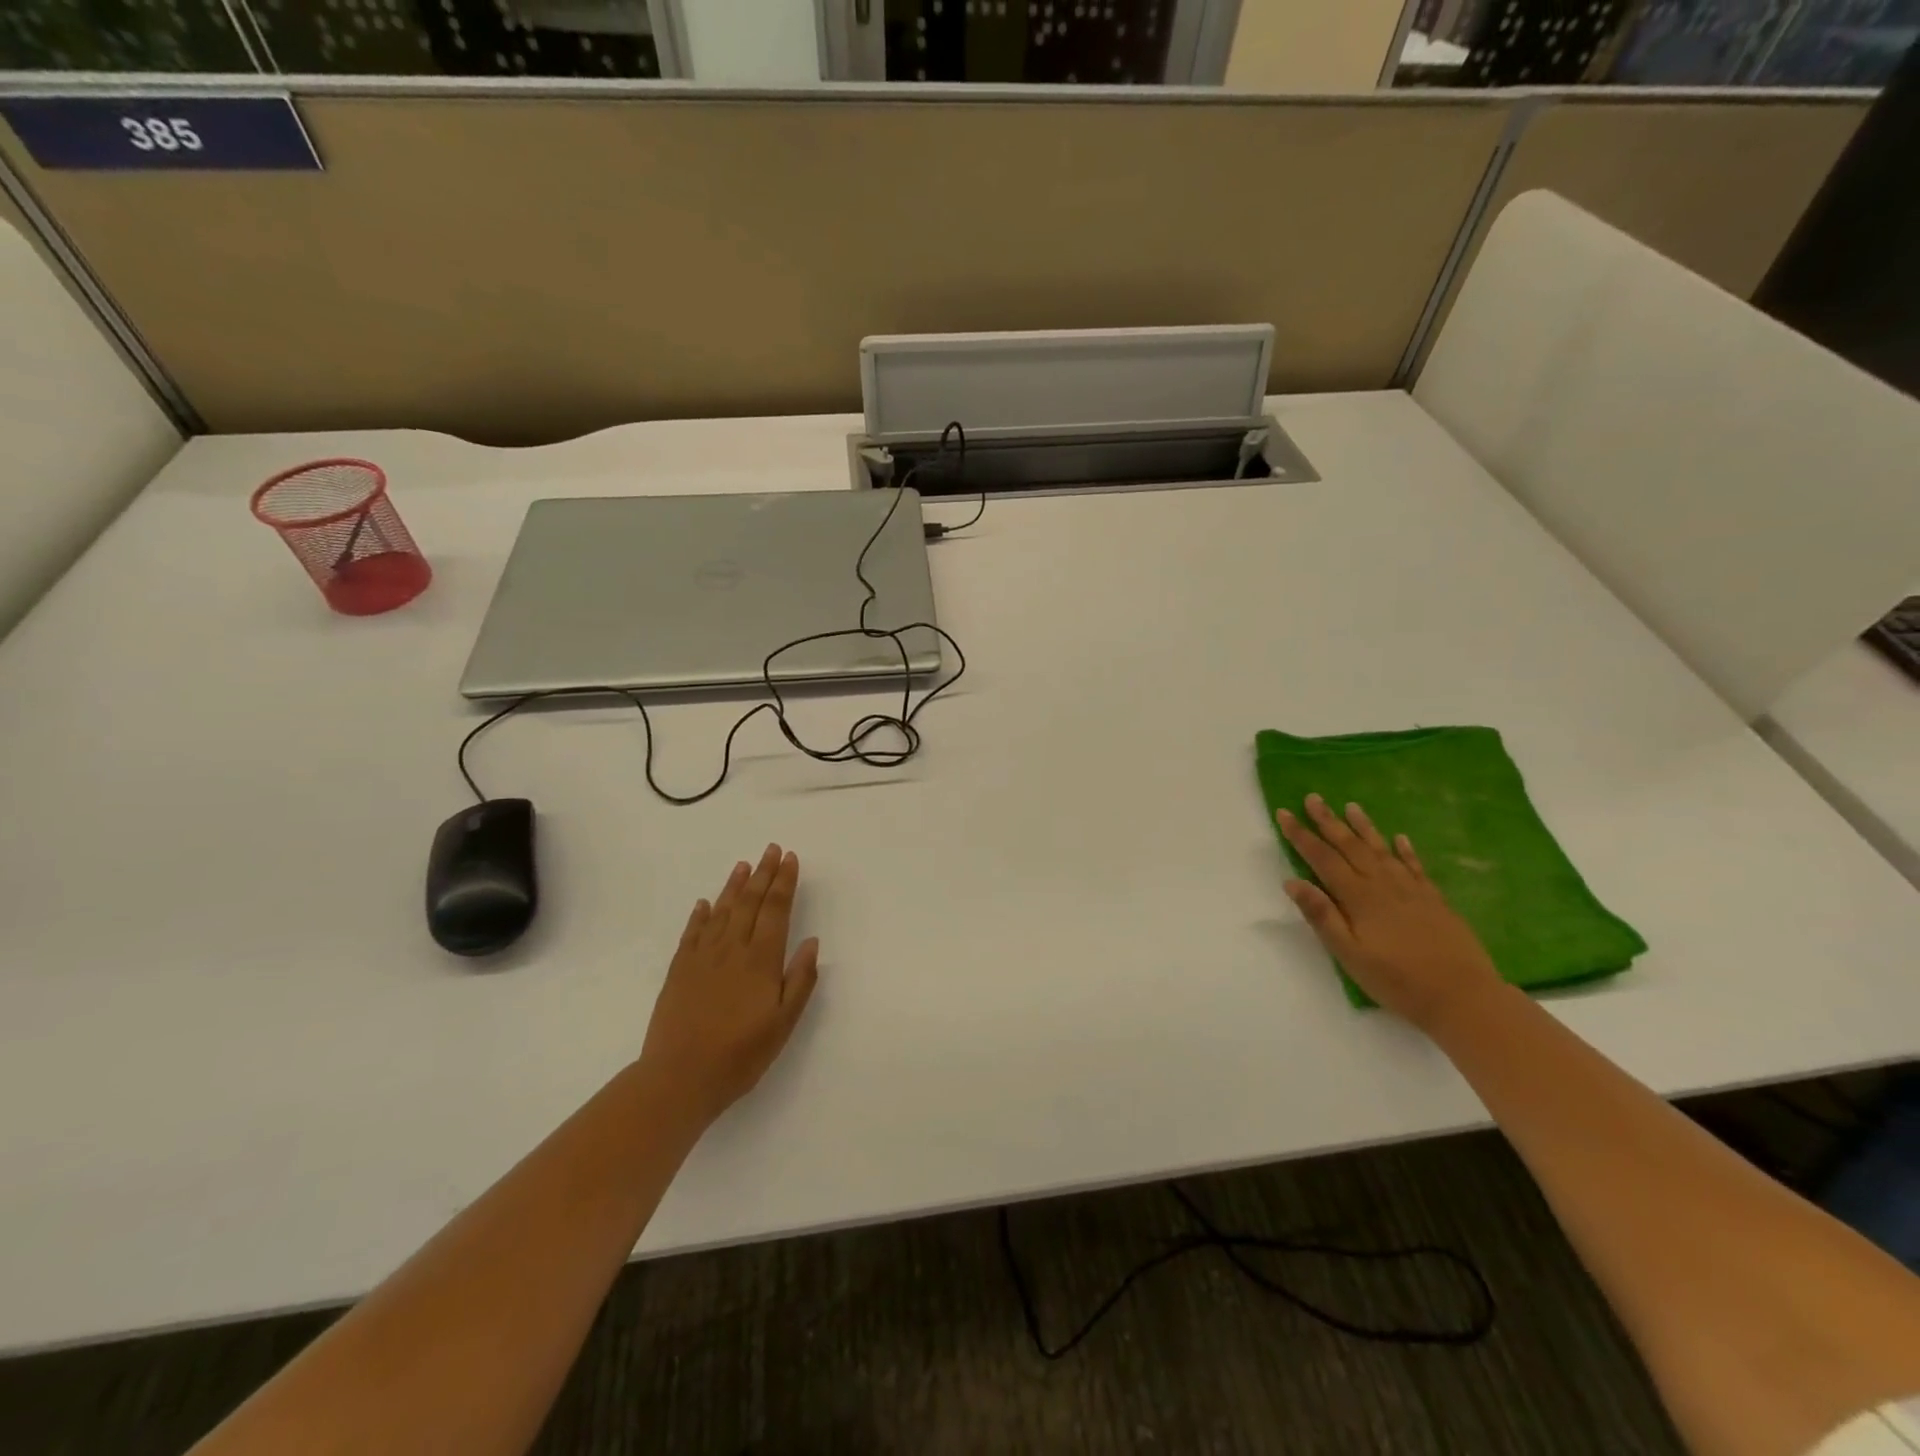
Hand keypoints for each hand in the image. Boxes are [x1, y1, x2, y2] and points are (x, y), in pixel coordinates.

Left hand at [638, 843, 820, 1125]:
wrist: (679, 1078)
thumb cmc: (740, 1054)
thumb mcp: (783, 1023)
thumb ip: (800, 980)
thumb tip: (811, 941)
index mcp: (761, 960)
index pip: (776, 910)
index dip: (784, 882)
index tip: (790, 858)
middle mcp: (732, 949)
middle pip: (750, 902)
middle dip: (763, 873)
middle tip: (771, 849)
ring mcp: (702, 957)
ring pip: (722, 911)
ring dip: (735, 886)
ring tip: (744, 865)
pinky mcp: (679, 970)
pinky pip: (692, 933)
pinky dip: (700, 915)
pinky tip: (705, 903)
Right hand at [1277, 795, 1502, 1032]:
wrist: (1463, 997)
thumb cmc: (1397, 980)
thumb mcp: (1349, 954)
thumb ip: (1322, 916)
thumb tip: (1292, 881)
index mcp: (1358, 897)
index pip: (1322, 859)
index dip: (1301, 836)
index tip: (1285, 813)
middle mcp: (1383, 885)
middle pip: (1350, 846)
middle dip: (1328, 822)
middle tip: (1313, 798)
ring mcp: (1412, 890)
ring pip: (1382, 850)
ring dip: (1364, 827)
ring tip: (1351, 806)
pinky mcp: (1434, 900)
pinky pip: (1416, 867)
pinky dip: (1405, 851)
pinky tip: (1400, 839)